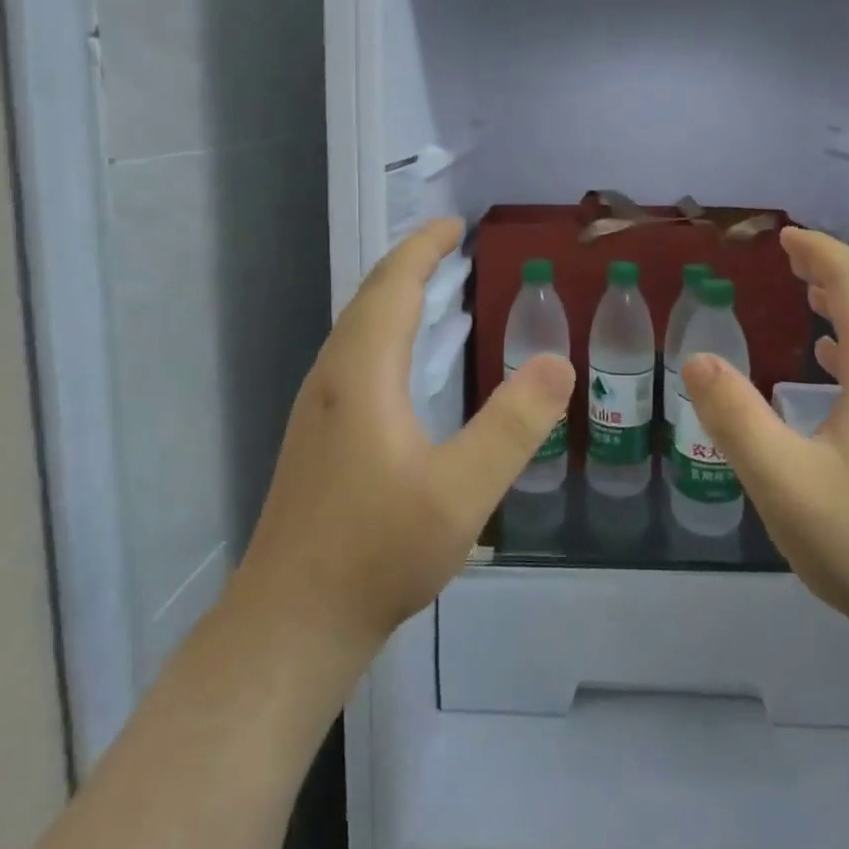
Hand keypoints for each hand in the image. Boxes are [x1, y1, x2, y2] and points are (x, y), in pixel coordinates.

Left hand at [239, 218, 574, 660]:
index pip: (393, 287)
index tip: (456, 224)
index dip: (424, 249)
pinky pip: (356, 357)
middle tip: (452, 245)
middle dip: (411, 263)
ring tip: (437, 289)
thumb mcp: (460, 492)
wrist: (290, 625)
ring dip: (395, 297)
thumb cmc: (376, 553)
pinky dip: (387, 332)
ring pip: (357, 329)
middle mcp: (333, 377)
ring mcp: (319, 408)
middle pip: (370, 299)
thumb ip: (512, 425)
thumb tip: (557, 362)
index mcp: (363, 373)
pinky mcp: (318, 437)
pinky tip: (409, 363)